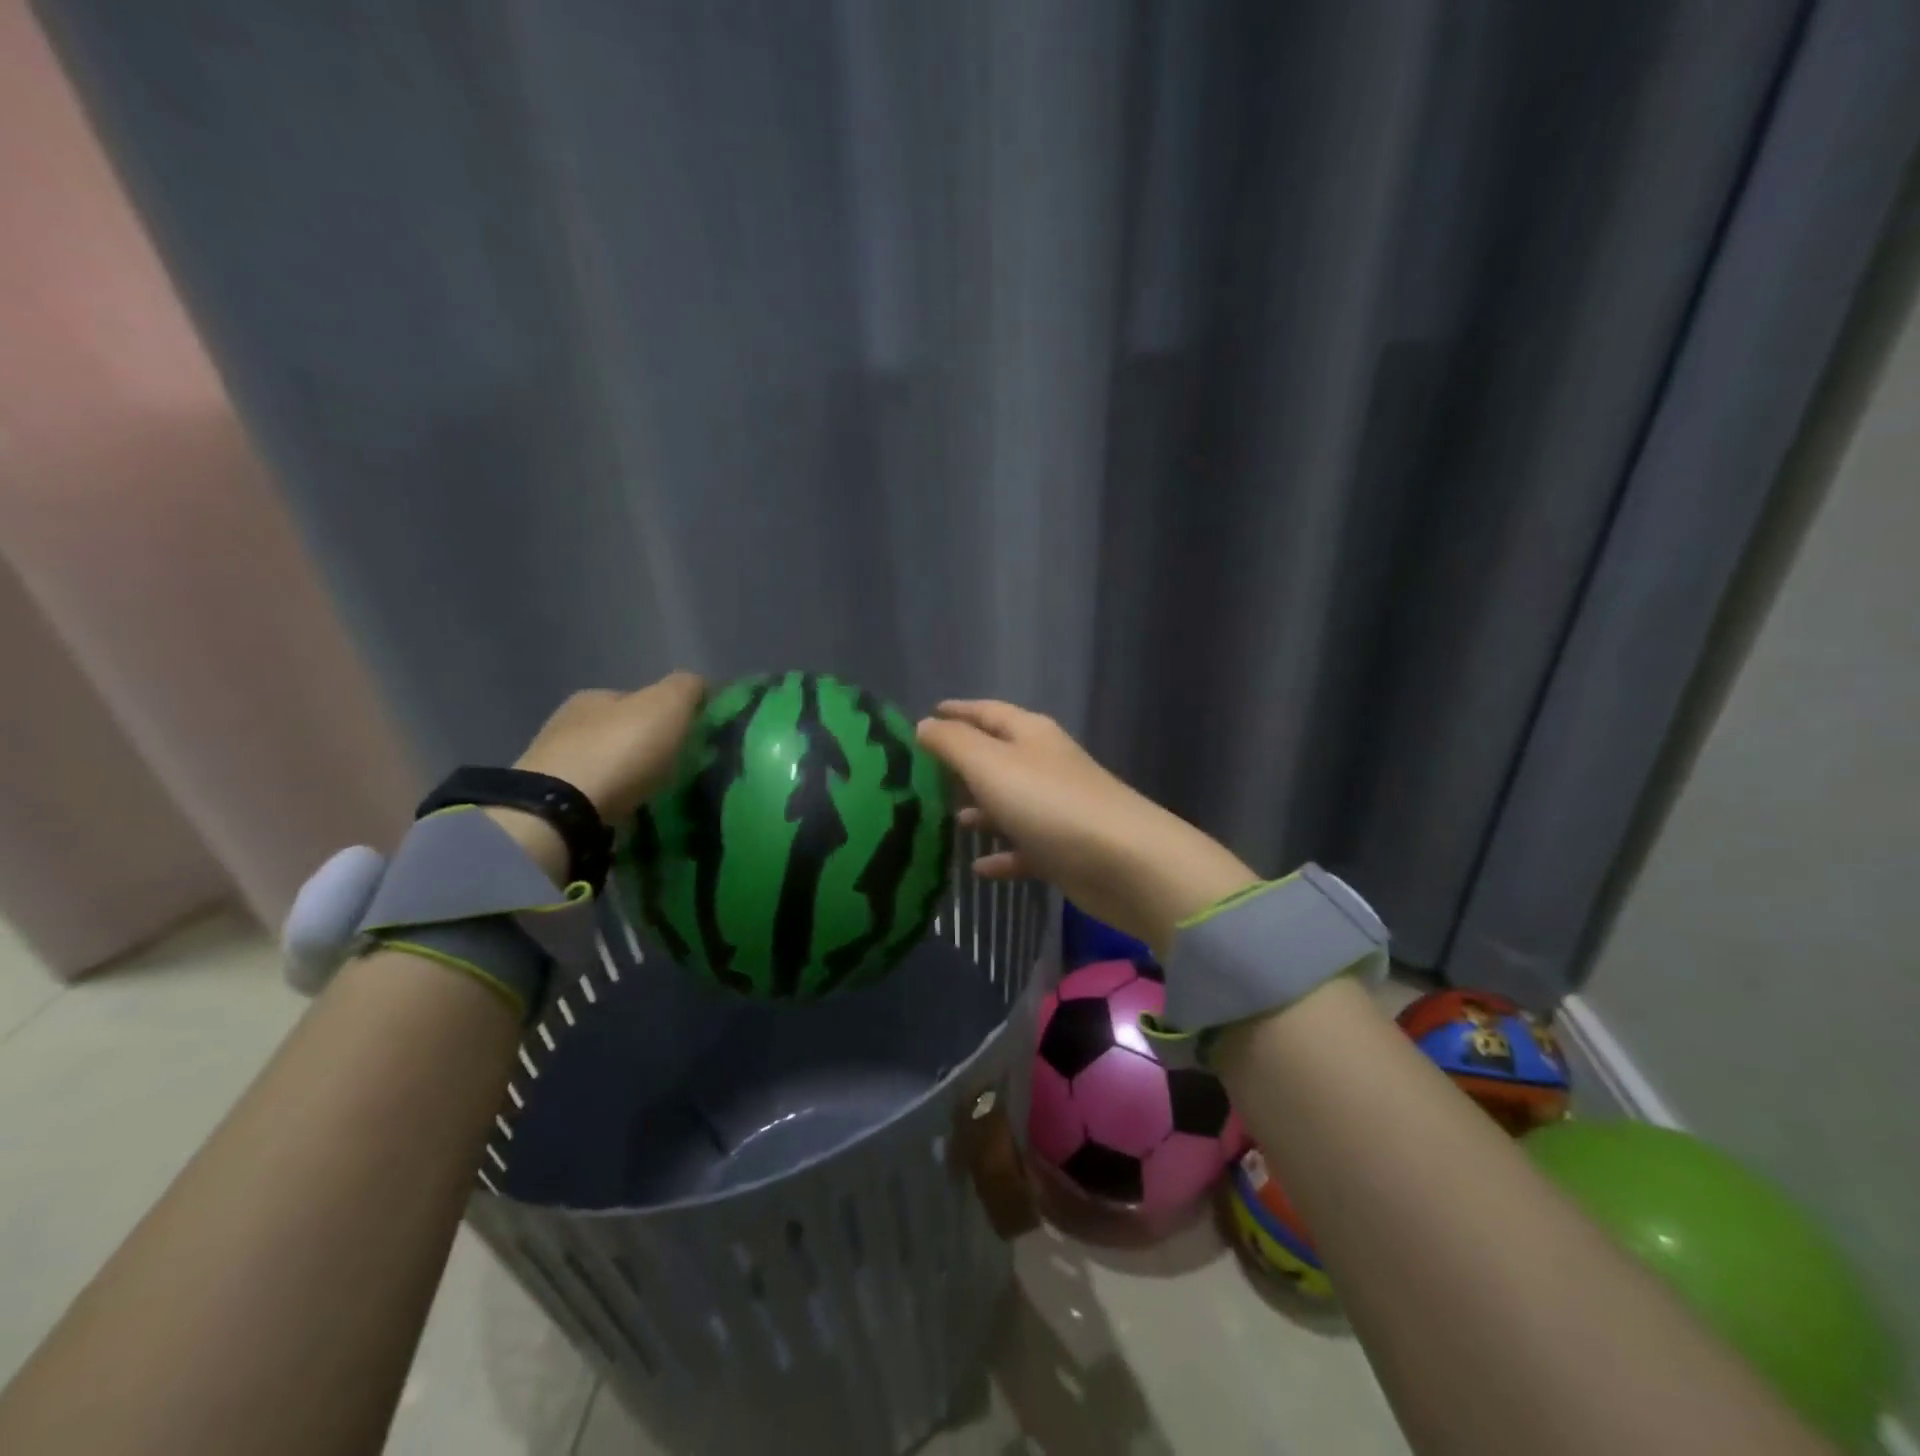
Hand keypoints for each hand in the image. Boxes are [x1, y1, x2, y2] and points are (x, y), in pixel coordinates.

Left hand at [489, 672, 704, 880]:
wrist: (561, 812)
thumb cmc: (620, 750)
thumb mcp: (667, 705)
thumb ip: (686, 688)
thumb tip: (700, 685)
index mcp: (595, 697)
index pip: (637, 699)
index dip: (666, 716)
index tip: (689, 739)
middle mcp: (568, 725)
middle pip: (620, 733)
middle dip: (646, 749)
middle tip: (676, 771)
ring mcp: (554, 767)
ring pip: (606, 767)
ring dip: (628, 779)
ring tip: (655, 798)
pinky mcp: (550, 805)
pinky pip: (593, 799)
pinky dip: (612, 804)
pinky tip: (628, 816)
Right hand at [916, 700, 1258, 955]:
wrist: (1124, 863)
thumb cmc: (1049, 804)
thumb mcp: (991, 765)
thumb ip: (953, 743)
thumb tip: (924, 724)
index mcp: (1029, 735)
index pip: (987, 712)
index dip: (957, 711)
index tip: (927, 715)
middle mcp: (1044, 765)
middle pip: (997, 757)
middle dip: (963, 763)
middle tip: (924, 774)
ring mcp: (1056, 808)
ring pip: (1009, 803)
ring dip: (980, 809)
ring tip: (946, 819)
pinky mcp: (1063, 849)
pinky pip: (1024, 847)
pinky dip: (1002, 854)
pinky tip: (978, 868)